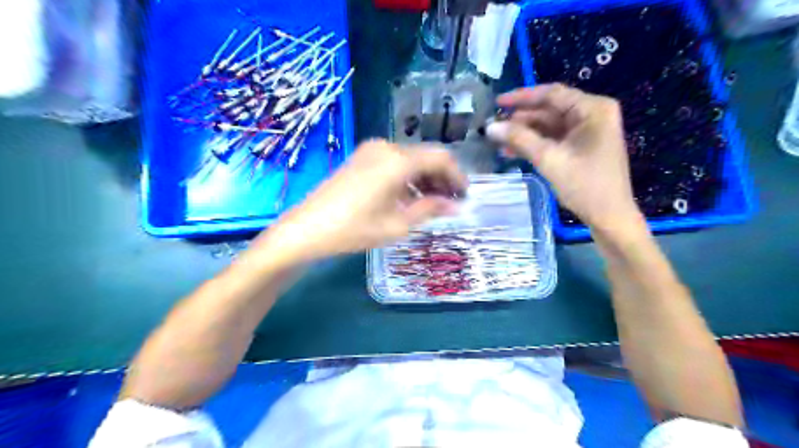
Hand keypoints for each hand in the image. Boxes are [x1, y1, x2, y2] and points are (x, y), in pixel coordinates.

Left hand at [255, 141, 469, 261]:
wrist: (306, 229)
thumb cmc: (354, 229)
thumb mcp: (397, 224)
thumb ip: (430, 209)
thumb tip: (455, 206)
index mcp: (398, 160)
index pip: (441, 159)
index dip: (457, 176)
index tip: (466, 196)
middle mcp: (387, 147)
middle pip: (426, 157)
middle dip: (442, 179)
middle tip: (451, 203)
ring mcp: (371, 150)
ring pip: (410, 159)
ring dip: (425, 179)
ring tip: (432, 204)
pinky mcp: (361, 158)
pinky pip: (394, 163)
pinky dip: (407, 177)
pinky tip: (409, 197)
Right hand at [488, 85, 641, 232]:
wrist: (609, 217)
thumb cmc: (584, 186)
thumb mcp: (549, 159)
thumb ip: (519, 139)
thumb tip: (490, 127)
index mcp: (592, 109)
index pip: (552, 94)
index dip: (522, 97)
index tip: (497, 102)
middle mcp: (592, 114)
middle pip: (549, 109)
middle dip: (521, 119)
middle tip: (494, 126)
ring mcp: (587, 131)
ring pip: (548, 125)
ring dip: (524, 133)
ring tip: (498, 141)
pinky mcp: (581, 146)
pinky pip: (553, 139)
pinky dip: (534, 144)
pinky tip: (512, 151)